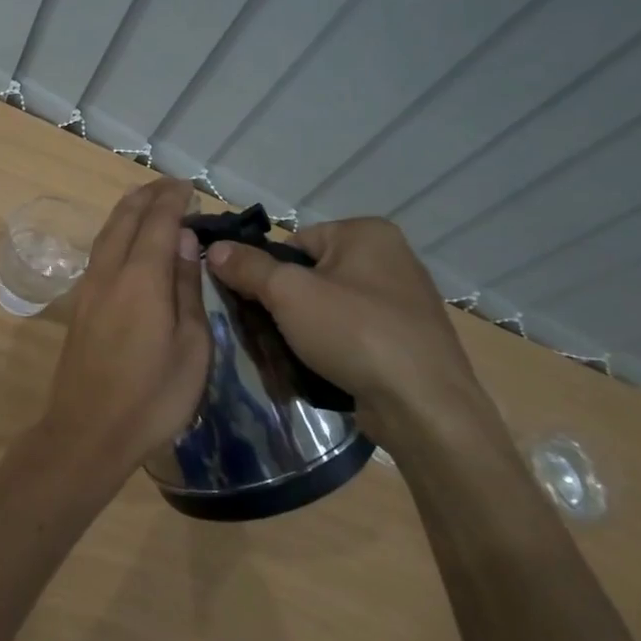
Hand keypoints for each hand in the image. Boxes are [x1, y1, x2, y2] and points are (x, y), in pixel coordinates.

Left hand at [41, 180, 210, 470]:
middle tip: (171, 186)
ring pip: (107, 232)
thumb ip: (185, 288)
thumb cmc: (152, 397)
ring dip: (128, 209)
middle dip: (148, 195)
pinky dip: (116, 231)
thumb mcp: (191, 347)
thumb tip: (184, 239)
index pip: (158, 221)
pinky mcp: (79, 304)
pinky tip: (125, 239)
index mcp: (141, 278)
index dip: (173, 199)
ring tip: (147, 199)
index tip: (190, 187)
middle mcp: (110, 272)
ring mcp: (89, 287)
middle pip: (126, 218)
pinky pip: (100, 251)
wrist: (88, 432)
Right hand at [206, 217, 506, 460]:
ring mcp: (403, 301)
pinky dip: (332, 347)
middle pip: (311, 275)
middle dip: (284, 305)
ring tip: (287, 356)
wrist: (424, 407)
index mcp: (367, 233)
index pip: (294, 242)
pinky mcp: (407, 339)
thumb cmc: (356, 333)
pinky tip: (319, 369)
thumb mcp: (289, 294)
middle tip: (265, 334)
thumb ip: (248, 268)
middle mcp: (390, 258)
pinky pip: (352, 333)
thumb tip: (215, 248)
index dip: (267, 272)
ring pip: (329, 307)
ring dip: (303, 330)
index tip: (254, 304)